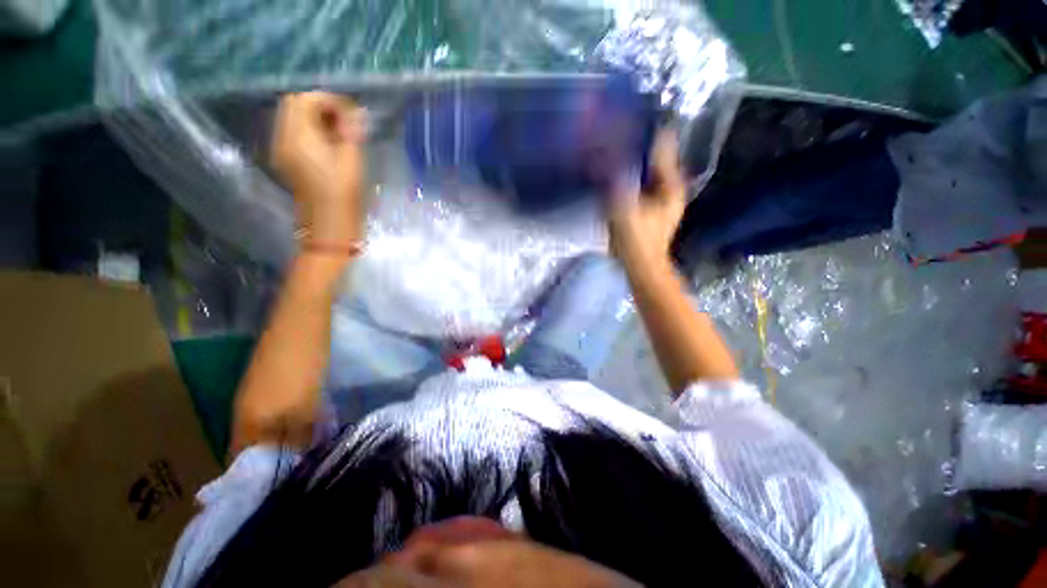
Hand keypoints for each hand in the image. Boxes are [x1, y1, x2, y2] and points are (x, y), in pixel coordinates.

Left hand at [271, 91, 367, 246]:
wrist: (328, 225)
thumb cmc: (343, 195)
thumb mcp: (352, 160)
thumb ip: (351, 132)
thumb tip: (357, 112)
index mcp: (298, 137)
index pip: (305, 100)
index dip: (328, 100)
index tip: (350, 111)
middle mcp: (283, 138)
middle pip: (294, 105)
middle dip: (319, 105)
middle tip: (344, 119)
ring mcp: (282, 149)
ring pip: (292, 118)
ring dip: (314, 117)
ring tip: (339, 131)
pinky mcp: (287, 159)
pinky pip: (293, 133)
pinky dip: (310, 129)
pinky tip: (329, 142)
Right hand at [607, 129, 686, 263]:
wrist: (640, 267)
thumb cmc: (636, 239)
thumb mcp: (624, 207)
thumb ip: (618, 179)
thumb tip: (612, 152)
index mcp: (671, 183)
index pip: (662, 145)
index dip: (645, 132)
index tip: (625, 120)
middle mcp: (670, 186)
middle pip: (654, 157)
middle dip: (636, 146)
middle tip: (613, 136)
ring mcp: (661, 198)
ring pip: (646, 170)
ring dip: (632, 162)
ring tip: (611, 152)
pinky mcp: (650, 208)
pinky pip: (640, 184)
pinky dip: (629, 178)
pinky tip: (614, 176)